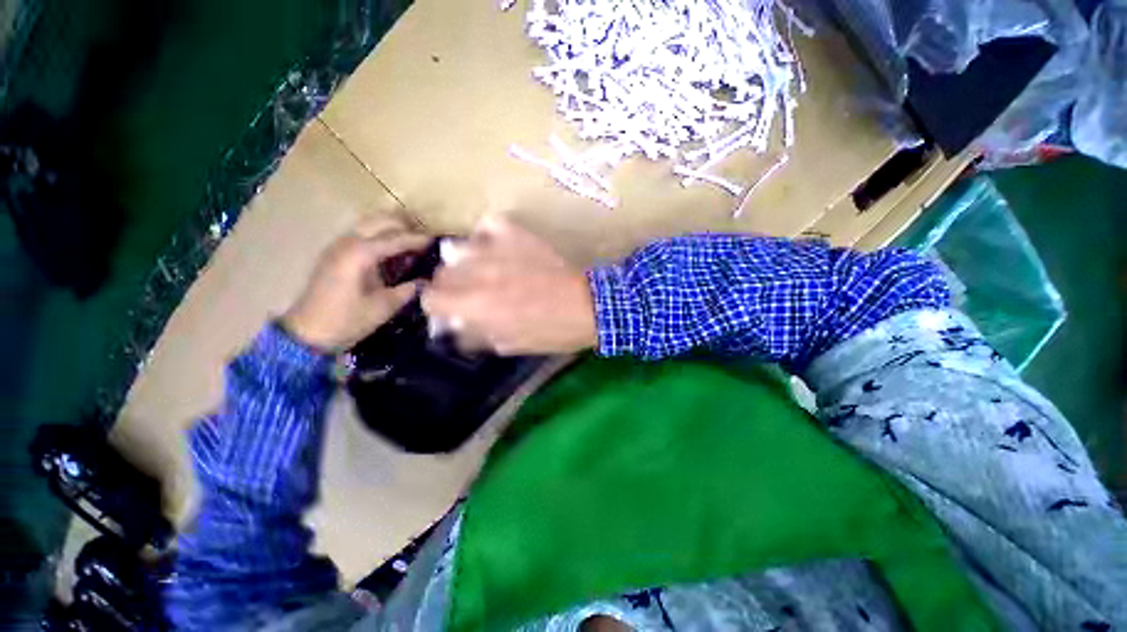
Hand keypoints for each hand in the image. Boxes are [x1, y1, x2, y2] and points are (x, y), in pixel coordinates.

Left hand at [282, 216, 430, 351]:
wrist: (306, 333)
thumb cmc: (346, 320)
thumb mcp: (383, 307)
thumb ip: (408, 290)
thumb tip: (429, 281)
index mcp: (359, 254)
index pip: (396, 238)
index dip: (418, 240)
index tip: (437, 241)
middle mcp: (347, 243)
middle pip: (380, 221)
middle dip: (404, 227)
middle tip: (425, 241)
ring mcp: (338, 246)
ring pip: (369, 224)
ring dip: (391, 229)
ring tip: (411, 244)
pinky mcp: (335, 254)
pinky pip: (361, 234)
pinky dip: (379, 237)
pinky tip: (391, 252)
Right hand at [421, 216, 596, 355]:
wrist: (587, 306)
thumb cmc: (550, 332)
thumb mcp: (509, 344)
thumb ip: (475, 334)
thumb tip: (453, 325)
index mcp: (475, 305)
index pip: (430, 298)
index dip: (438, 306)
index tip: (451, 309)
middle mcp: (478, 273)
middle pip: (441, 273)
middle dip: (451, 286)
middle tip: (470, 293)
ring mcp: (497, 249)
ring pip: (457, 248)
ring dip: (464, 262)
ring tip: (481, 269)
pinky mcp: (517, 234)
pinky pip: (488, 225)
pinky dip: (487, 235)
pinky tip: (495, 247)